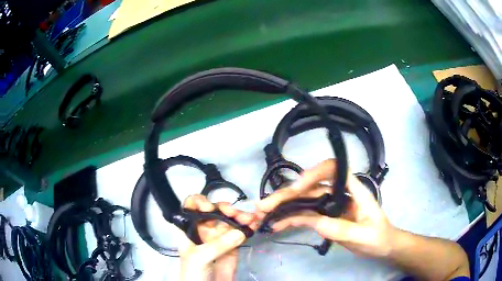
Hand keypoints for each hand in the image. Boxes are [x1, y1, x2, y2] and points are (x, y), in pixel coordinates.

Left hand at [179, 195, 256, 280]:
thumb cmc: (193, 274)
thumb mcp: (199, 258)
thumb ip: (216, 245)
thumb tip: (239, 232)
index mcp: (188, 229)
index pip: (191, 208)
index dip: (199, 202)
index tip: (210, 208)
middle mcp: (203, 231)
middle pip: (214, 212)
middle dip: (225, 209)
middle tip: (235, 213)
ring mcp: (219, 239)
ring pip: (229, 221)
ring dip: (240, 217)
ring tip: (250, 219)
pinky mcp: (233, 247)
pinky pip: (240, 234)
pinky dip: (248, 227)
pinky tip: (254, 224)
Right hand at [255, 159, 395, 257]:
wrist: (382, 246)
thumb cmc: (378, 237)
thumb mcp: (362, 235)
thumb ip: (340, 228)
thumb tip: (313, 222)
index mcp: (354, 191)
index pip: (334, 170)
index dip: (315, 172)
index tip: (297, 186)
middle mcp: (339, 193)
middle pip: (312, 186)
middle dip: (287, 194)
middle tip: (264, 205)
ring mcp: (331, 205)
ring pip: (304, 200)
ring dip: (283, 206)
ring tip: (262, 214)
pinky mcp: (325, 217)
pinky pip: (305, 215)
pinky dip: (290, 218)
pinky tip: (277, 224)